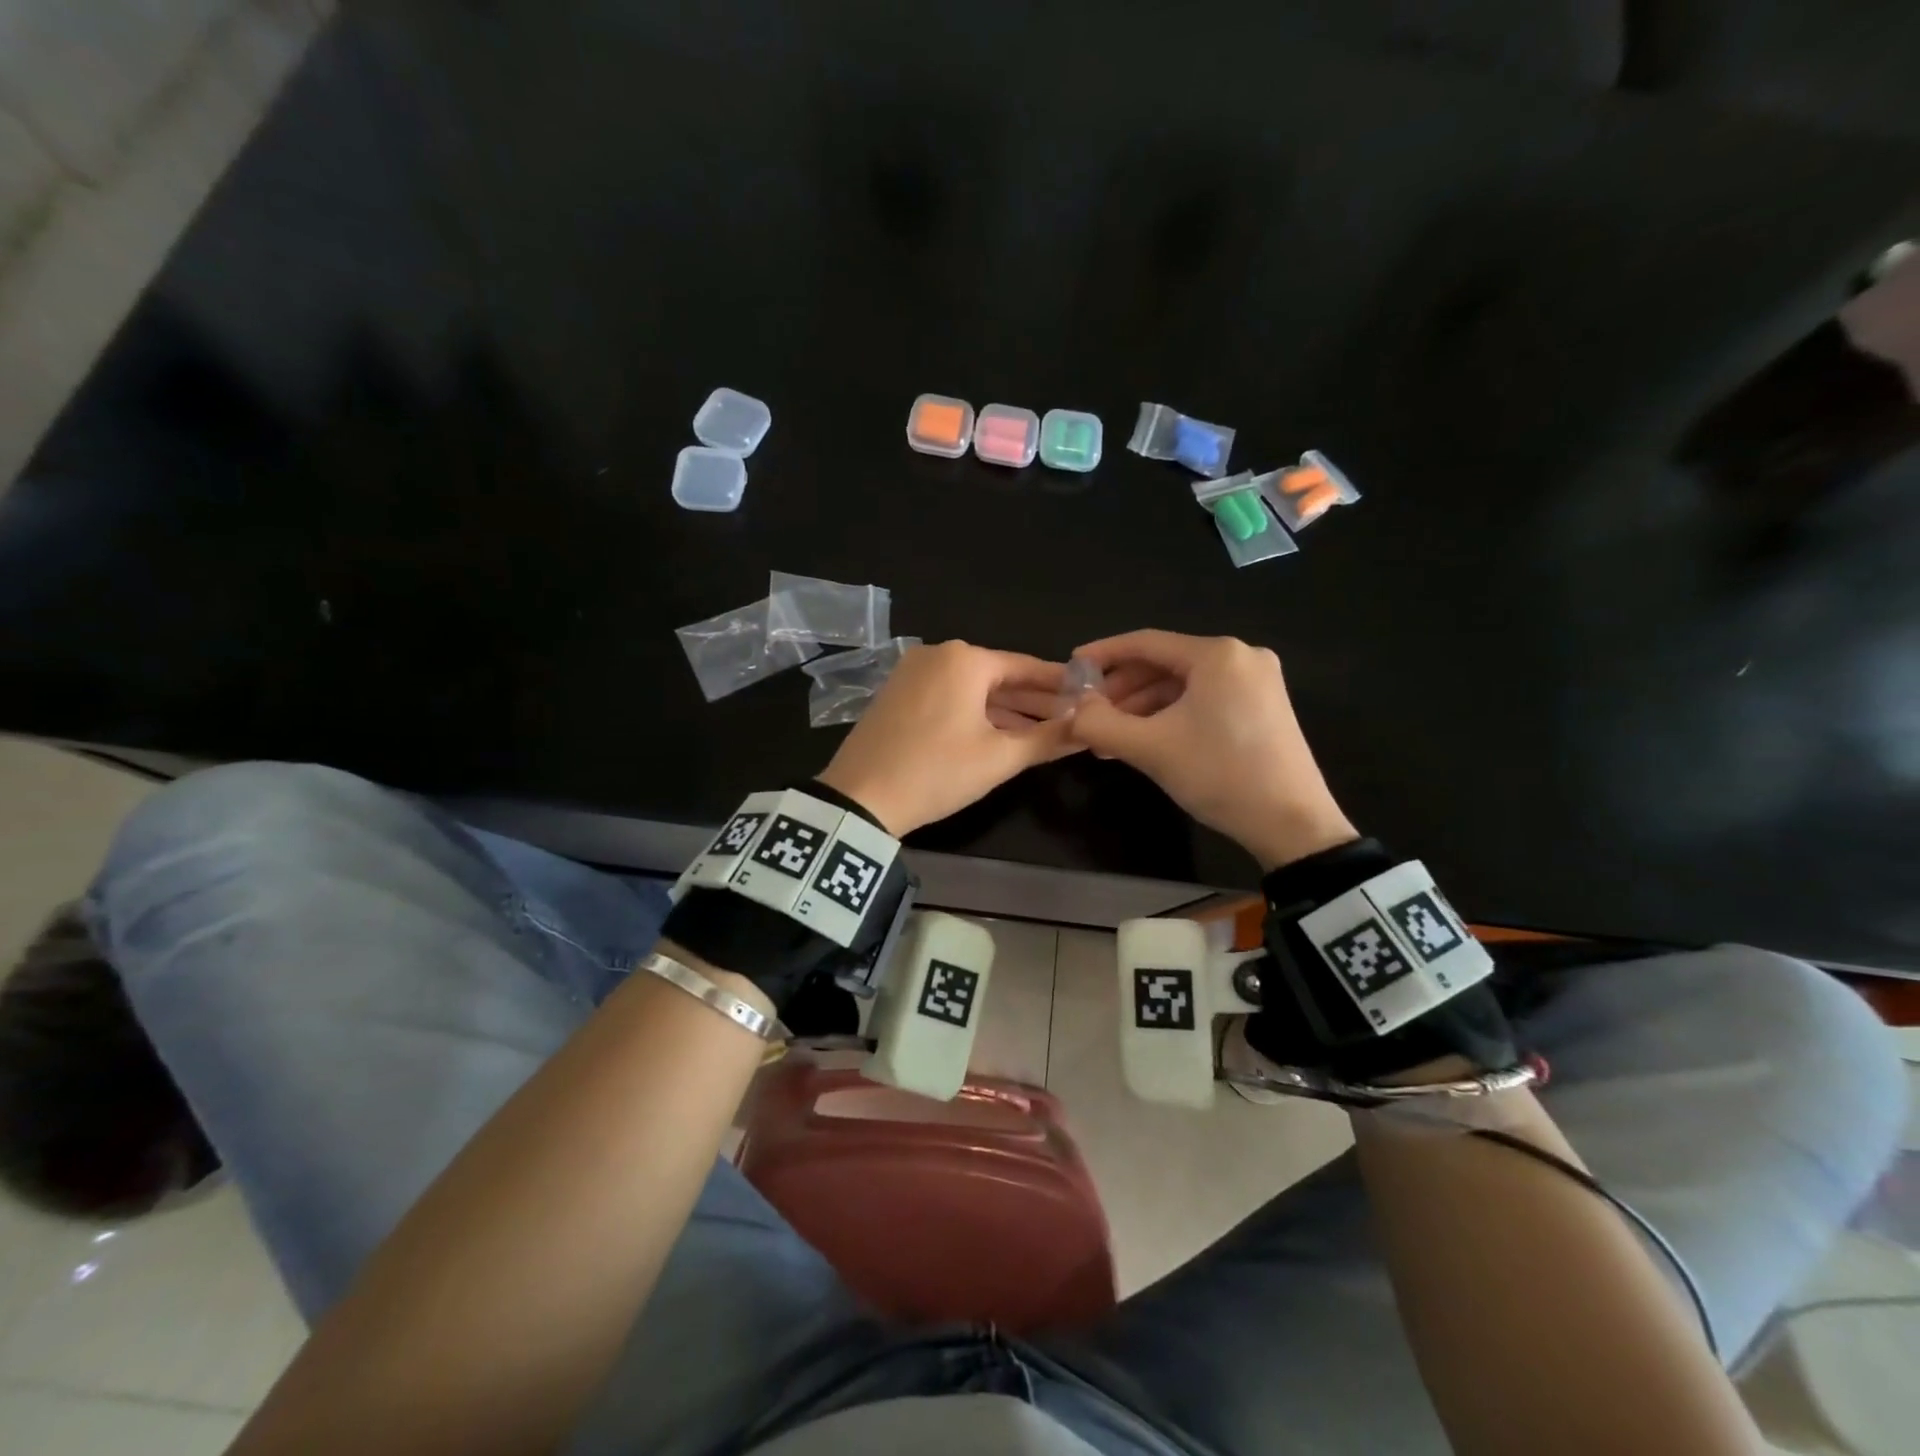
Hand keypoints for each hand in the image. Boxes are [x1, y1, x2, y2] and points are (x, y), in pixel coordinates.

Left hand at [816, 641, 1078, 835]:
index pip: (1026, 666)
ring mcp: (913, 673)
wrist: (859, 798)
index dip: (1060, 684)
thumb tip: (1088, 727)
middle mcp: (938, 654)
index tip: (1089, 695)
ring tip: (1045, 731)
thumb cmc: (937, 772)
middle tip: (1072, 719)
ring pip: (973, 689)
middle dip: (1035, 701)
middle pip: (999, 676)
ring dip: (1007, 710)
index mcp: (965, 659)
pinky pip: (949, 697)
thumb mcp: (999, 758)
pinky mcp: (898, 694)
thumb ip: (1048, 739)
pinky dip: (977, 713)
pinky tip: (1001, 733)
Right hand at [1067, 630, 1355, 869]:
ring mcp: (1256, 682)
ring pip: (1183, 685)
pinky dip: (1170, 716)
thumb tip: (1072, 710)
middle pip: (1165, 663)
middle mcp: (1241, 657)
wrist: (1292, 823)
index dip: (1103, 654)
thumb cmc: (1219, 775)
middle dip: (1122, 690)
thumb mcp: (1150, 749)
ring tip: (1110, 737)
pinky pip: (1203, 700)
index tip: (1071, 666)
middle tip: (1089, 714)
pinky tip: (1144, 740)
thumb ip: (1100, 724)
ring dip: (1143, 708)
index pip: (1146, 643)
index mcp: (1217, 655)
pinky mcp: (1263, 707)